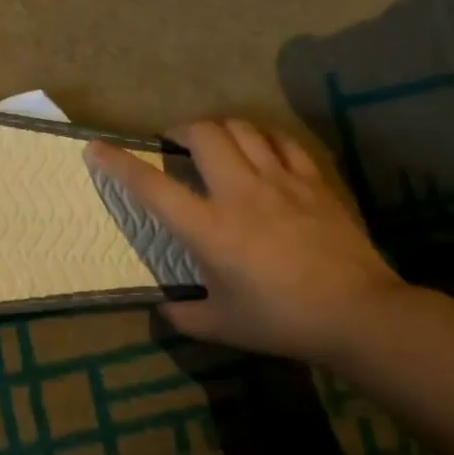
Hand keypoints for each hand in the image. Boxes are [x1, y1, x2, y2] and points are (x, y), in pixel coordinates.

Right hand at [85, 119, 405, 365]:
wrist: (356, 313)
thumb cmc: (281, 320)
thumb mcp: (223, 326)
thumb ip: (185, 317)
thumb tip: (165, 310)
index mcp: (208, 228)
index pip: (152, 187)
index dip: (119, 164)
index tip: (97, 147)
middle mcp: (239, 192)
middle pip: (203, 135)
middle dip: (180, 129)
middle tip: (174, 142)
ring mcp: (280, 181)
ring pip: (243, 128)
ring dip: (220, 128)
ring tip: (216, 141)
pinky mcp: (313, 181)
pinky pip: (283, 142)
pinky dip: (263, 138)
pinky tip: (262, 149)